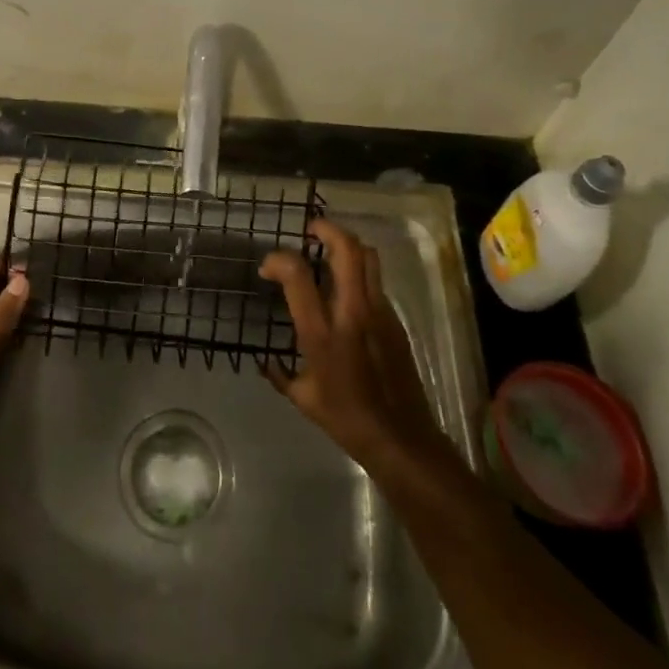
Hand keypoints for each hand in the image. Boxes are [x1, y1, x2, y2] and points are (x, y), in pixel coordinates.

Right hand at [259, 219, 446, 468]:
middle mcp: (351, 312)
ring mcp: (378, 312)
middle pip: (345, 248)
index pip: (297, 274)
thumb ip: (281, 373)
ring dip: (346, 244)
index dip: (278, 260)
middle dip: (326, 229)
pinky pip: (376, 280)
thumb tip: (267, 360)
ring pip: (367, 256)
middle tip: (310, 231)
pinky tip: (347, 289)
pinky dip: (359, 271)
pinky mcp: (395, 319)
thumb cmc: (347, 419)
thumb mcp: (303, 398)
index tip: (268, 268)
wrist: (401, 439)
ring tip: (329, 249)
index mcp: (322, 331)